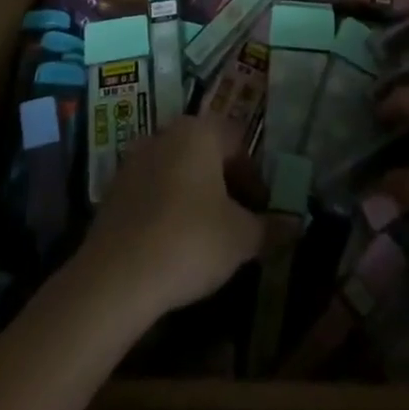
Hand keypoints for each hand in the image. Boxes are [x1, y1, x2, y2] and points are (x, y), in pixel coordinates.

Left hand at [76, 116, 262, 323]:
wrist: (115, 277)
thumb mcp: (241, 239)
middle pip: (205, 151)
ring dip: (194, 194)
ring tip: (206, 234)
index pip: (238, 141)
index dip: (254, 175)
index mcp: (199, 132)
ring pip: (177, 170)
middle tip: (237, 220)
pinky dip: (167, 207)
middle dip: (224, 183)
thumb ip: (270, 227)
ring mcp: (135, 159)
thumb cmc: (189, 242)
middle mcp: (166, 134)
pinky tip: (172, 243)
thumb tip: (294, 224)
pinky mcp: (113, 189)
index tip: (260, 209)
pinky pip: (152, 190)